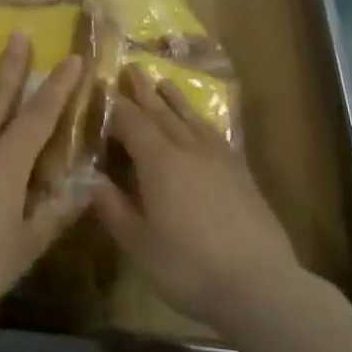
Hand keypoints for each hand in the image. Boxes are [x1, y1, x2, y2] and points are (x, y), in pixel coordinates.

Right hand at [91, 67, 301, 337]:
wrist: (260, 284)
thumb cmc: (189, 267)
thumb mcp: (139, 244)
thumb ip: (113, 209)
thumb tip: (91, 181)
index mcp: (158, 161)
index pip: (130, 121)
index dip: (113, 104)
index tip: (100, 87)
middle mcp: (187, 148)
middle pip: (161, 111)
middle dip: (143, 90)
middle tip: (131, 67)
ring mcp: (218, 157)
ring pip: (190, 118)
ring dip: (174, 99)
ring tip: (163, 82)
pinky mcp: (240, 172)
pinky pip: (214, 133)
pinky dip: (201, 121)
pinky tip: (201, 124)